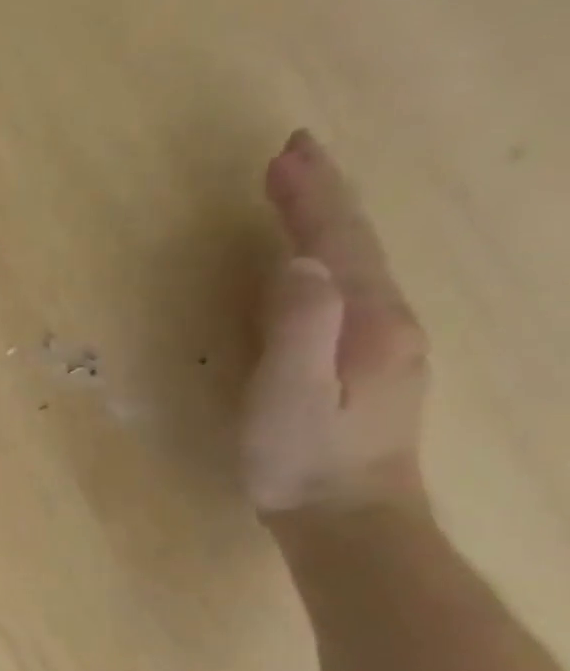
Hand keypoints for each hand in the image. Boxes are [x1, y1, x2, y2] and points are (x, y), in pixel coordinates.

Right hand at [242, 130, 430, 514]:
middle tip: (291, 156)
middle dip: (321, 196)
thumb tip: (298, 262)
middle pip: (353, 244)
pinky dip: (325, 257)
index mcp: (366, 322)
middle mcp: (384, 321)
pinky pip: (345, 289)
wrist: (347, 517)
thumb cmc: (303, 458)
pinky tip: (310, 261)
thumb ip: (297, 327)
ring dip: (323, 222)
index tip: (286, 153)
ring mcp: (379, 343)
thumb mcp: (290, 393)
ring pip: (353, 263)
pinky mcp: (362, 362)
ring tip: (296, 193)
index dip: (310, 197)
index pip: (336, 243)